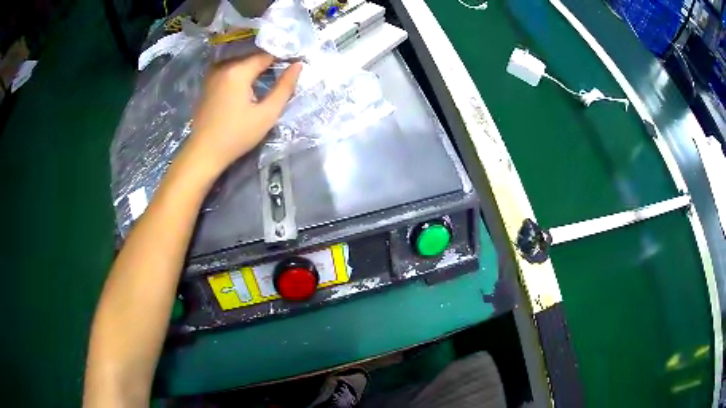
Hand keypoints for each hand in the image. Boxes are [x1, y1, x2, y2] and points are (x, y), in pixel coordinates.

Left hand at [182, 52, 301, 177]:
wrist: (203, 153)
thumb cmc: (236, 136)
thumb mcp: (266, 114)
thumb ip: (284, 88)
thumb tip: (298, 65)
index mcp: (238, 71)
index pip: (267, 55)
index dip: (283, 58)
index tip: (294, 66)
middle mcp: (223, 66)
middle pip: (252, 58)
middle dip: (268, 64)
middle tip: (282, 76)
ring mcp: (212, 74)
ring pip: (240, 64)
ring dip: (254, 70)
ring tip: (267, 82)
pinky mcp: (207, 84)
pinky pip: (229, 71)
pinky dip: (241, 75)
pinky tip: (247, 89)